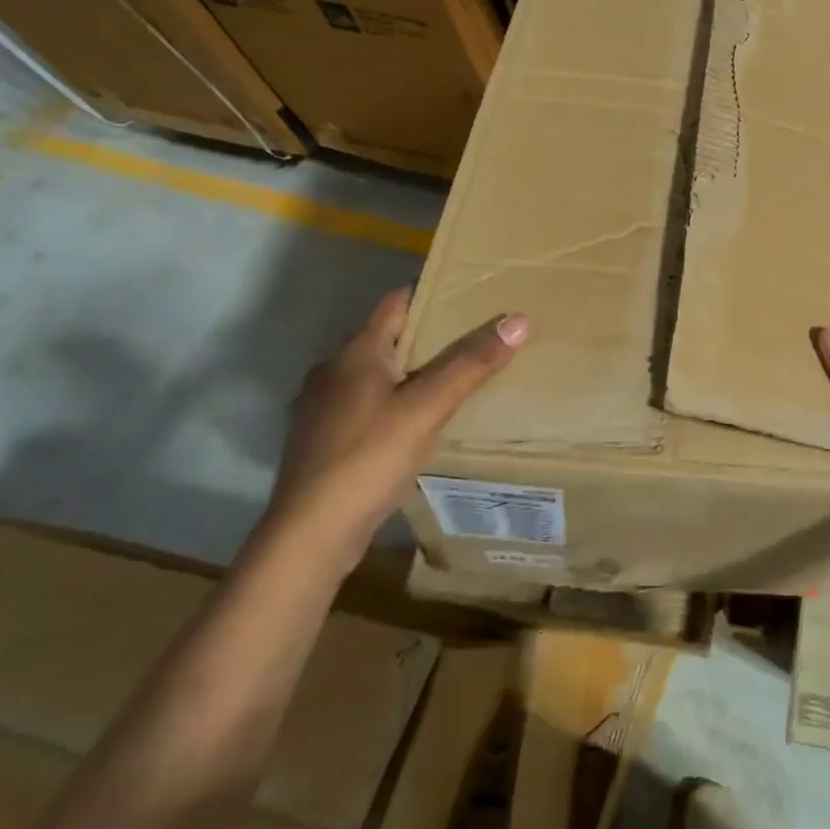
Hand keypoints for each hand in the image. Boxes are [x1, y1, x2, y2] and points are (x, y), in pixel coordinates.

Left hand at [270, 288, 526, 570]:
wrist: (311, 534)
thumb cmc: (368, 458)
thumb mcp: (428, 407)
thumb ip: (471, 363)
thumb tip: (518, 319)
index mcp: (355, 353)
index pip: (397, 302)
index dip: (433, 294)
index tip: (472, 295)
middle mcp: (334, 371)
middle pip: (389, 338)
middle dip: (431, 335)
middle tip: (479, 337)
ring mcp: (325, 408)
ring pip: (380, 374)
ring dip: (414, 371)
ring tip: (459, 378)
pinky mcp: (327, 440)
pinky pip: (371, 404)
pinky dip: (399, 401)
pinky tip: (423, 422)